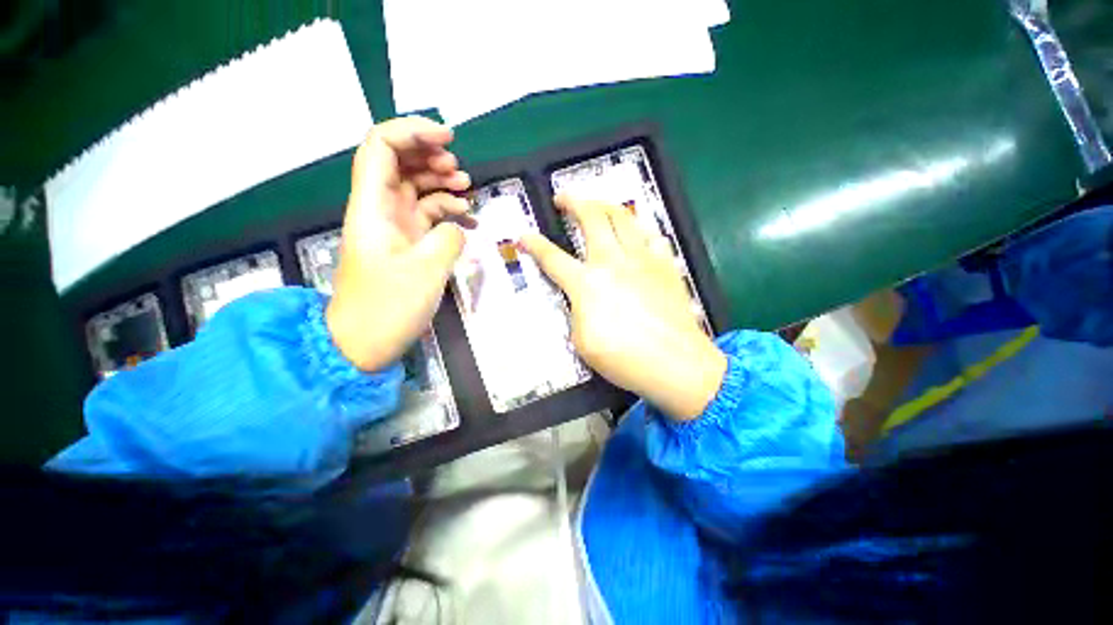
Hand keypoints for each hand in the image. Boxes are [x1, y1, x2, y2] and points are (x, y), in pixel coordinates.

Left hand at [326, 117, 472, 371]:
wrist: (364, 343)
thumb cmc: (387, 309)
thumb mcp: (425, 272)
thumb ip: (447, 239)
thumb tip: (457, 227)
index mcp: (372, 207)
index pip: (381, 147)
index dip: (412, 132)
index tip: (449, 138)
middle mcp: (380, 210)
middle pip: (398, 162)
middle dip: (430, 156)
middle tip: (459, 170)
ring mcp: (395, 228)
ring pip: (415, 187)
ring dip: (440, 182)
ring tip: (467, 189)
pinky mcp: (408, 244)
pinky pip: (427, 215)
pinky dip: (446, 210)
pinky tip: (466, 218)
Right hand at [520, 196, 726, 419]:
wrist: (676, 364)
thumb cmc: (624, 359)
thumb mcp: (582, 342)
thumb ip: (577, 313)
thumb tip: (582, 299)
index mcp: (587, 284)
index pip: (552, 258)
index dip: (534, 244)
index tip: (523, 234)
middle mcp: (613, 262)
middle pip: (592, 218)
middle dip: (574, 201)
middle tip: (563, 197)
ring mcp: (642, 260)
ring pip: (623, 217)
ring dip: (606, 205)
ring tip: (597, 204)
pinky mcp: (666, 265)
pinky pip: (653, 236)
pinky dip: (641, 230)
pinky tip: (638, 233)